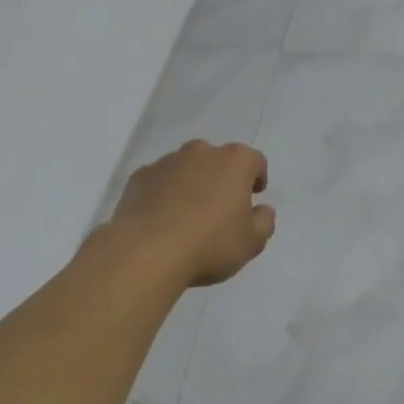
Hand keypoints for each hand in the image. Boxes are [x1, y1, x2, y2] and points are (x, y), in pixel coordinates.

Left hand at [108, 140, 275, 286]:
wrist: (147, 252)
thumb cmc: (209, 244)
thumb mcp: (251, 242)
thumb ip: (264, 222)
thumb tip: (262, 210)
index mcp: (234, 161)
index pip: (254, 161)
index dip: (256, 178)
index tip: (254, 196)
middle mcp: (200, 152)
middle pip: (218, 160)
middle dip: (221, 179)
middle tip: (220, 209)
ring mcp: (166, 162)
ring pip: (186, 168)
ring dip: (191, 184)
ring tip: (187, 217)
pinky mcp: (139, 176)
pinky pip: (159, 182)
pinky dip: (163, 194)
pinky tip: (161, 220)